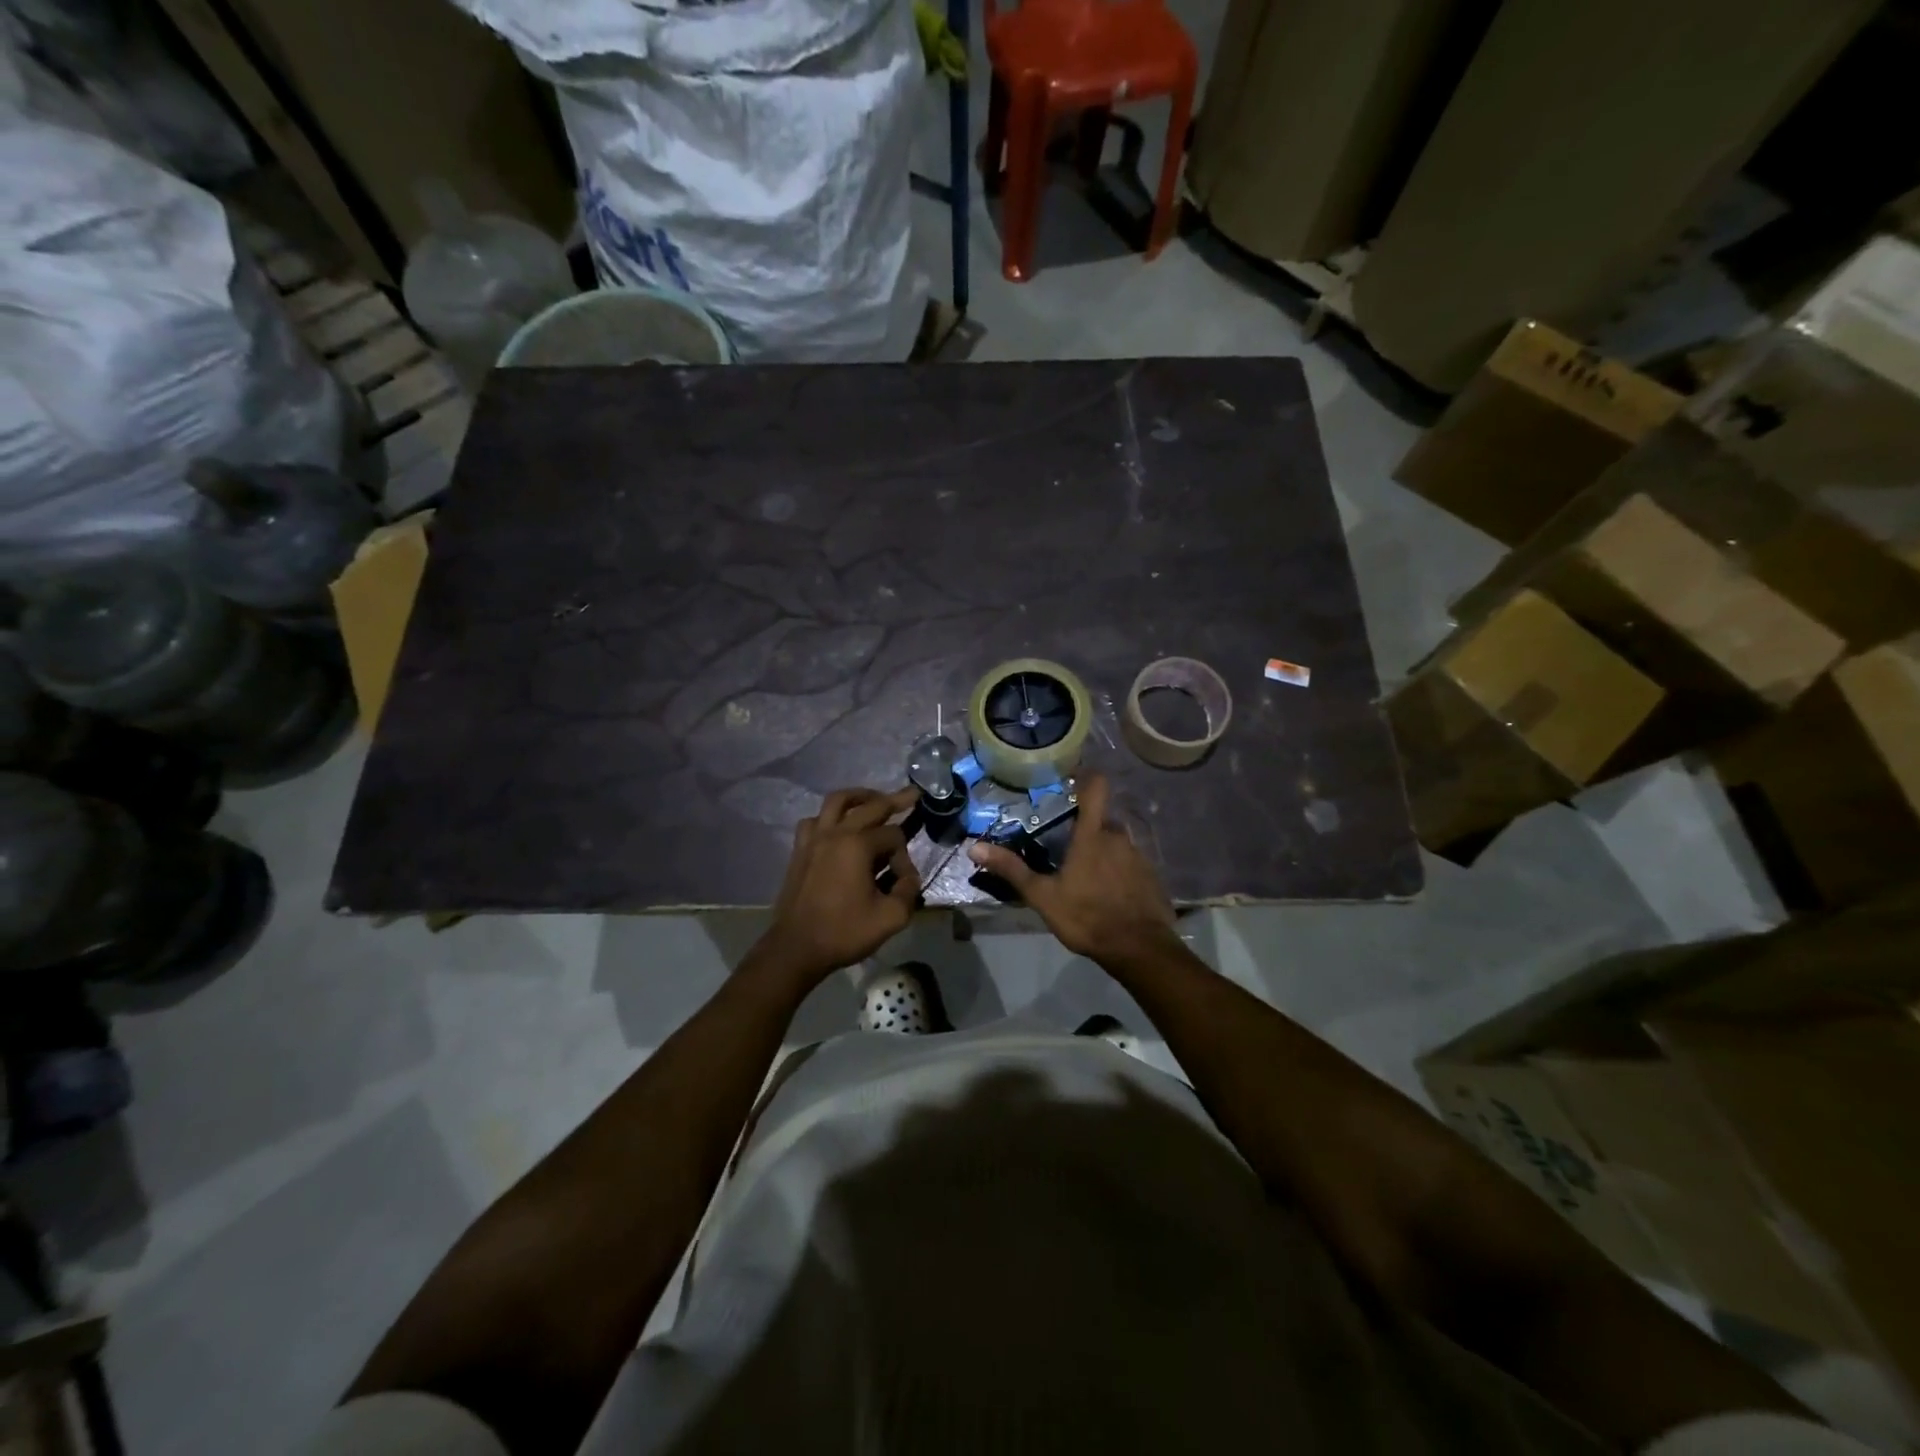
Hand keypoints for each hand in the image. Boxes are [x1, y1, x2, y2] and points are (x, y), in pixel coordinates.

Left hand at [759, 786, 920, 983]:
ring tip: (872, 800)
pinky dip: (830, 817)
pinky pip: (815, 820)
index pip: (894, 836)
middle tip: (911, 794)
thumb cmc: (844, 931)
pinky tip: (838, 828)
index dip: (905, 857)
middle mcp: (835, 833)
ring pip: (836, 801)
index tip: (903, 881)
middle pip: (869, 805)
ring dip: (858, 797)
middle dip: (894, 800)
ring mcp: (813, 838)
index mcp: (857, 845)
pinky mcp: (800, 850)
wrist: (796, 948)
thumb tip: (908, 878)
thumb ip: (908, 891)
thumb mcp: (891, 918)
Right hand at [968, 773, 1177, 966]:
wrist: (1139, 949)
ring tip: (1086, 875)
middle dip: (1085, 829)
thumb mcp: (1042, 896)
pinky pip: (1131, 863)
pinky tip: (1108, 893)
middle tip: (1065, 846)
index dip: (1086, 777)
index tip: (1069, 781)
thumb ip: (1011, 869)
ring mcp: (1139, 856)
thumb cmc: (1086, 917)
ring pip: (1116, 842)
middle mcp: (1119, 837)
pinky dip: (1119, 871)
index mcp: (1092, 835)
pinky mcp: (1152, 876)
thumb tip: (974, 847)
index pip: (1096, 787)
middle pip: (1101, 820)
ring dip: (1102, 852)